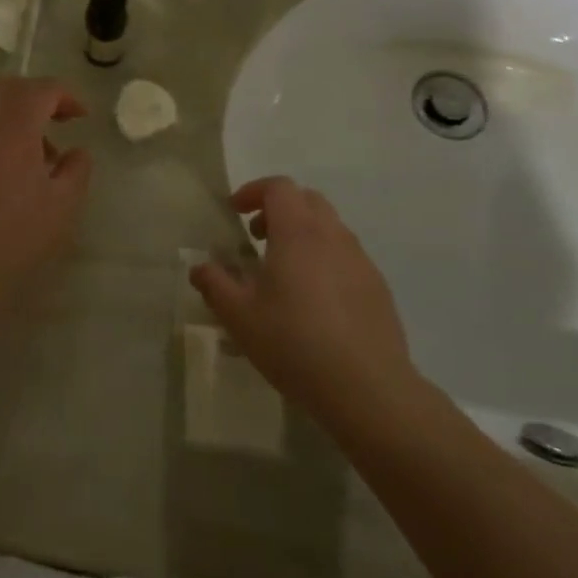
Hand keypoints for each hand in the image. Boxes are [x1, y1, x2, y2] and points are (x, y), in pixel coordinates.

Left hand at [0, 77, 92, 331]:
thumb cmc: (16, 239)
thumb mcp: (63, 207)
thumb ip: (77, 169)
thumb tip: (77, 151)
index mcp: (13, 130)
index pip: (41, 90)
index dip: (66, 95)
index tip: (81, 116)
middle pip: (10, 88)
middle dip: (39, 96)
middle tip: (60, 120)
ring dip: (16, 116)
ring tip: (37, 155)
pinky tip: (7, 170)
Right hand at [191, 177, 428, 427]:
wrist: (368, 389)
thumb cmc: (294, 343)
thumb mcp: (240, 317)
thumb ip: (215, 285)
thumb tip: (200, 268)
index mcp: (297, 232)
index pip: (278, 187)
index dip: (253, 191)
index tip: (235, 212)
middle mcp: (332, 235)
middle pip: (307, 200)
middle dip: (279, 208)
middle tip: (257, 236)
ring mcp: (360, 260)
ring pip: (330, 227)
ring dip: (303, 233)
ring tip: (284, 270)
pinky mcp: (378, 287)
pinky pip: (347, 256)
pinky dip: (325, 259)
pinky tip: (315, 300)